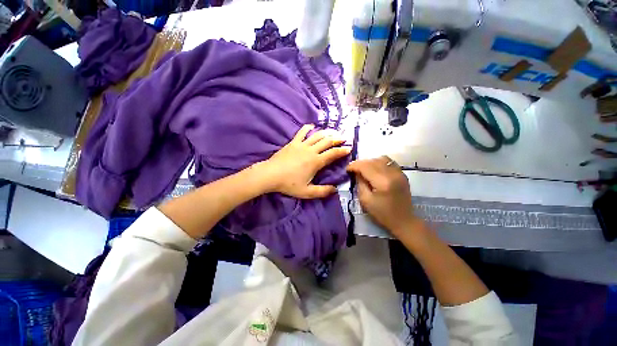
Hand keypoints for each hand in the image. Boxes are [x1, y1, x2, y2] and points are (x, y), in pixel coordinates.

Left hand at [256, 124, 350, 198]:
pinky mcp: (293, 143)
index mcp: (316, 162)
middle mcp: (311, 151)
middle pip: (327, 142)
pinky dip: (307, 128)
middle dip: (337, 139)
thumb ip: (322, 191)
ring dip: (326, 133)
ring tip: (332, 132)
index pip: (332, 154)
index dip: (342, 151)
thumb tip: (335, 190)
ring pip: (317, 136)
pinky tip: (311, 126)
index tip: (349, 148)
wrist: (270, 175)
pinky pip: (301, 132)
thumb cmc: (289, 184)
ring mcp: (301, 145)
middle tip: (344, 137)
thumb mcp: (307, 192)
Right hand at [347, 156, 418, 236]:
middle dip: (361, 163)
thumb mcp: (365, 200)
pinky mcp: (402, 174)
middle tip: (354, 170)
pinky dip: (379, 163)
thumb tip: (356, 172)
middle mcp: (392, 173)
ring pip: (381, 159)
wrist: (403, 221)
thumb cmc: (382, 214)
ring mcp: (399, 172)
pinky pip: (389, 162)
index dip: (354, 165)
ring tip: (364, 169)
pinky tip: (375, 170)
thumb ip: (360, 183)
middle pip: (373, 161)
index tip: (347, 169)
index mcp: (382, 182)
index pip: (365, 166)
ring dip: (370, 162)